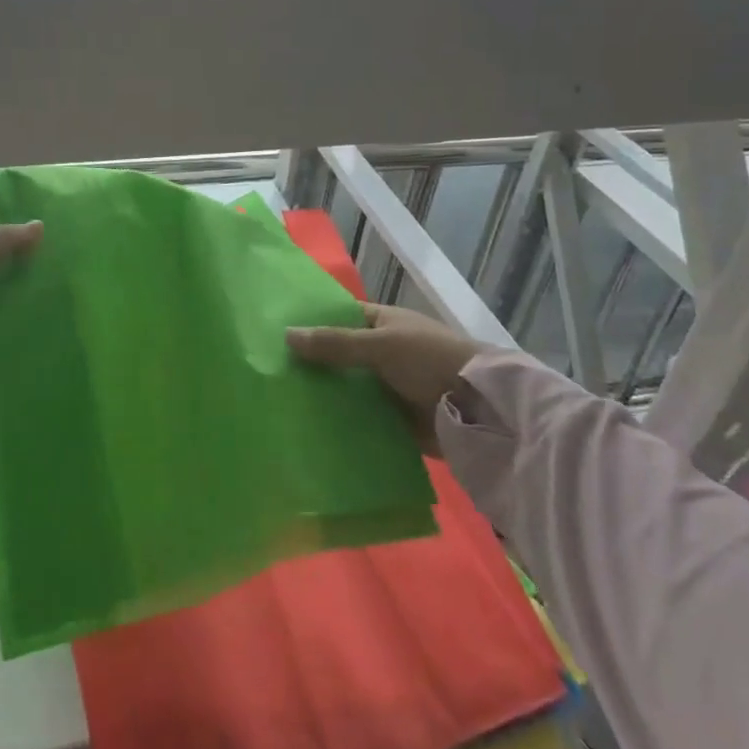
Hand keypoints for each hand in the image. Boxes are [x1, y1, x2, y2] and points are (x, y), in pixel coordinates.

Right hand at [288, 303, 498, 451]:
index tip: (275, 333)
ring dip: (325, 396)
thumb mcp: (380, 345)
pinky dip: (342, 424)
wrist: (479, 410)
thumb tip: (287, 334)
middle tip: (269, 373)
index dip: (312, 323)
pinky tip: (310, 430)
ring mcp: (390, 388)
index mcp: (384, 324)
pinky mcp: (395, 421)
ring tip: (281, 404)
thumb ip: (335, 343)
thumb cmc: (429, 361)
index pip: (340, 317)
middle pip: (341, 356)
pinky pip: (361, 419)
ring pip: (348, 389)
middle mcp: (385, 353)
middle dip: (312, 365)